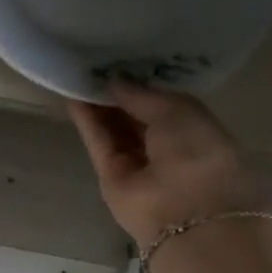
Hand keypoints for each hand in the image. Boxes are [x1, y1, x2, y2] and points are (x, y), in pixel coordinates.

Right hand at [68, 82, 260, 250]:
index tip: (123, 61)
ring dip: (98, 106)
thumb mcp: (177, 110)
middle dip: (117, 95)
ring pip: (114, 131)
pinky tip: (73, 98)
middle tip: (95, 65)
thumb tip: (113, 80)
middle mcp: (165, 149)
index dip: (143, 86)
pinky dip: (88, 123)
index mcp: (194, 131)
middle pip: (135, 118)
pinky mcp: (110, 178)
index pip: (163, 105)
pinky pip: (99, 144)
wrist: (185, 211)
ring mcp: (136, 166)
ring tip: (78, 76)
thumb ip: (142, 94)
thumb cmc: (198, 152)